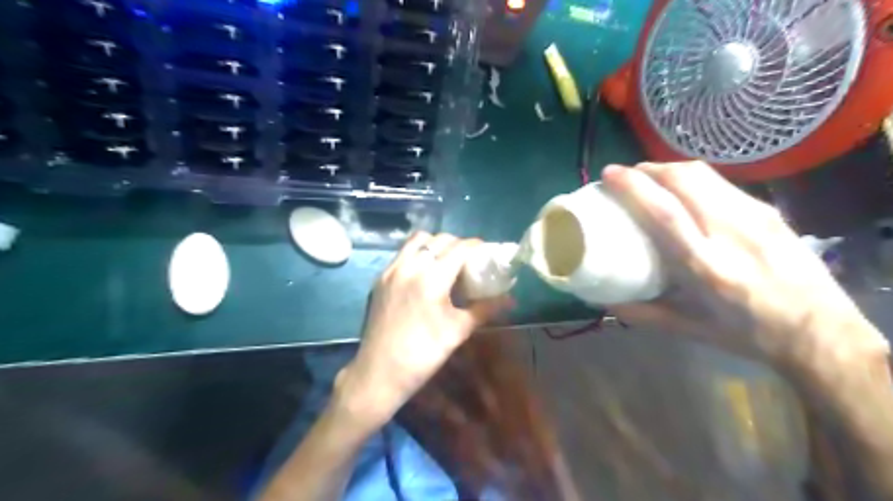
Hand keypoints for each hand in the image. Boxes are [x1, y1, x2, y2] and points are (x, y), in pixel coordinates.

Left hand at [336, 232, 512, 425]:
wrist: (378, 373)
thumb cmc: (423, 354)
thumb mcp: (458, 331)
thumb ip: (485, 309)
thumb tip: (511, 300)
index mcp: (431, 278)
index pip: (459, 248)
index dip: (477, 246)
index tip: (487, 252)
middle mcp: (410, 266)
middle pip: (439, 240)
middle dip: (458, 245)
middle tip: (469, 261)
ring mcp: (391, 270)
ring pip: (417, 241)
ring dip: (435, 244)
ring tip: (446, 262)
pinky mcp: (380, 278)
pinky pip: (402, 253)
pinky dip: (417, 253)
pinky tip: (425, 272)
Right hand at [600, 163, 885, 372]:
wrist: (822, 333)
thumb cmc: (749, 334)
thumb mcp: (691, 331)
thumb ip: (644, 314)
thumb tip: (607, 300)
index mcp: (706, 268)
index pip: (665, 213)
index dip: (634, 187)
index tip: (610, 174)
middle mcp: (731, 234)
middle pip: (685, 180)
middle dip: (649, 169)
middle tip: (627, 175)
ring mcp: (755, 218)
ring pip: (704, 174)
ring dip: (669, 169)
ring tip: (650, 178)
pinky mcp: (769, 211)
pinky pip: (721, 183)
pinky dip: (692, 179)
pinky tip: (685, 191)